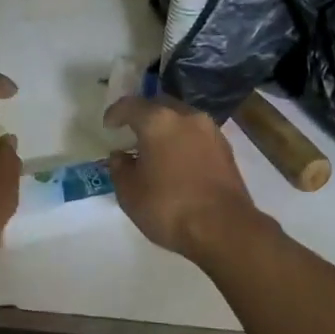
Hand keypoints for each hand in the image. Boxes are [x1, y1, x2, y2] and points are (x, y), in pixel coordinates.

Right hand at [102, 95, 269, 263]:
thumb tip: (121, 156)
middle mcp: (187, 117)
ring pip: (182, 120)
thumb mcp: (130, 193)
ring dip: (167, 129)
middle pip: (160, 106)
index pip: (130, 105)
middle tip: (132, 134)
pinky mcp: (226, 149)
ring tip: (155, 150)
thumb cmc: (169, 208)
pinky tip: (177, 161)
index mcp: (159, 122)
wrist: (224, 228)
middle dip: (144, 116)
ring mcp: (211, 131)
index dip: (115, 113)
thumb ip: (120, 169)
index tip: (108, 126)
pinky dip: (183, 142)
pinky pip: (197, 136)